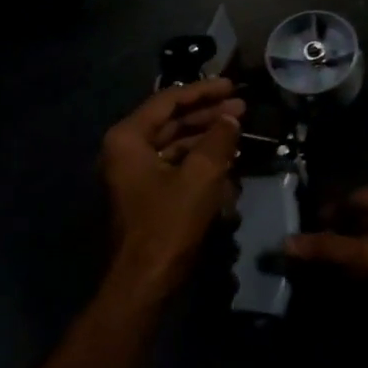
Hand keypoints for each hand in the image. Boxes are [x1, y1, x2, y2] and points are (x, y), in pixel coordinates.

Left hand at [99, 78, 244, 304]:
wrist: (145, 281)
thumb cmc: (169, 223)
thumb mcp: (201, 176)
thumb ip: (218, 139)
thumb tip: (231, 117)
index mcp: (128, 138)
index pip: (168, 100)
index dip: (202, 90)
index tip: (232, 86)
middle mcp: (126, 150)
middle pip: (171, 121)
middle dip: (207, 114)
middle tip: (242, 107)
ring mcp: (135, 174)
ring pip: (175, 144)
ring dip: (207, 137)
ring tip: (239, 130)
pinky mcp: (148, 194)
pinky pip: (176, 166)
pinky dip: (200, 161)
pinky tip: (227, 161)